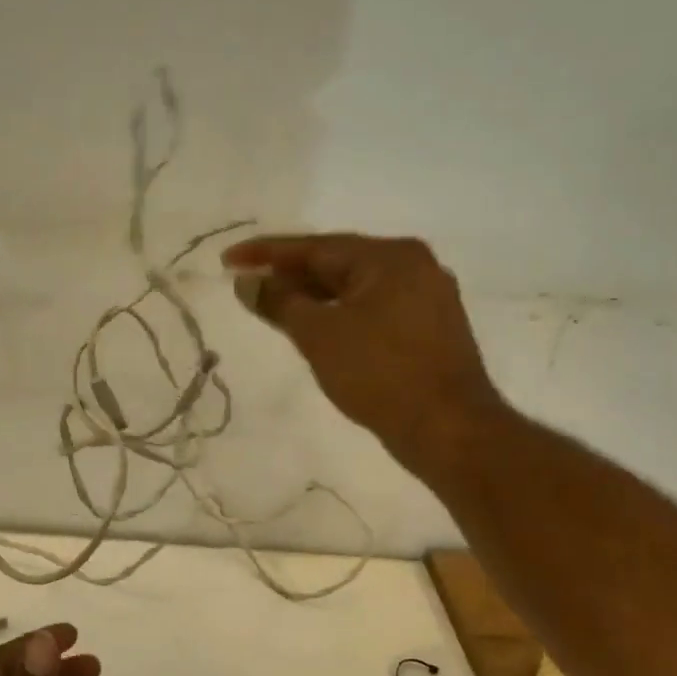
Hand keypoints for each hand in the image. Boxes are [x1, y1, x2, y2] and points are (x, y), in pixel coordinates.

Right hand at [222, 232, 500, 465]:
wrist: (448, 428)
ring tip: (273, 306)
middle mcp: (413, 265)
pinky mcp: (429, 327)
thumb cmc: (379, 374)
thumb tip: (248, 282)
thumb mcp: (318, 335)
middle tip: (247, 283)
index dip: (266, 253)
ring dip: (313, 296)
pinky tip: (316, 327)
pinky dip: (339, 314)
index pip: (315, 247)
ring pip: (355, 288)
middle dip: (290, 274)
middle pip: (337, 263)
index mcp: (389, 256)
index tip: (228, 259)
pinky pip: (372, 308)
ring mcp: (426, 296)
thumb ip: (279, 302)